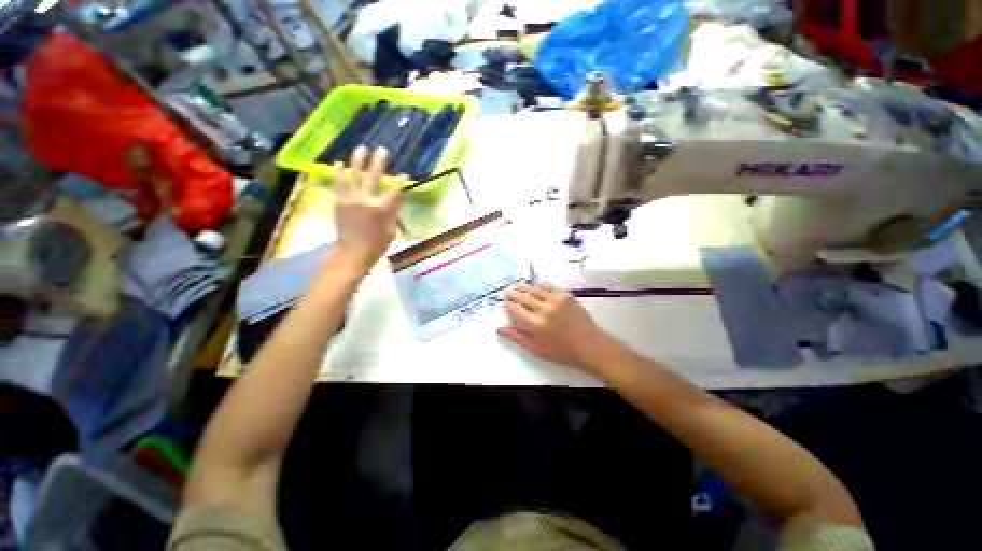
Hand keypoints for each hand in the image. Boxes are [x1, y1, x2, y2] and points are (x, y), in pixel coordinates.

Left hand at [331, 146, 403, 274]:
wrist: (352, 253)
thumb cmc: (376, 245)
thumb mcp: (391, 230)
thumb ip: (394, 210)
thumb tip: (398, 195)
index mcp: (381, 208)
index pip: (394, 190)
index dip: (400, 182)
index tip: (404, 174)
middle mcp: (365, 199)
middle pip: (374, 176)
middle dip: (379, 162)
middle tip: (382, 149)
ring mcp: (350, 198)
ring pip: (354, 175)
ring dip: (358, 160)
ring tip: (361, 148)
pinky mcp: (339, 201)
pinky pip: (338, 183)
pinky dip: (339, 172)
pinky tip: (340, 162)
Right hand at [497, 282, 609, 371]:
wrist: (590, 346)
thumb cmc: (562, 352)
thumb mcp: (537, 350)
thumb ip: (517, 337)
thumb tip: (499, 329)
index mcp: (536, 325)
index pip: (515, 309)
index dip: (508, 305)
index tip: (505, 304)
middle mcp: (545, 309)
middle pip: (523, 297)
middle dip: (513, 293)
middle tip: (507, 292)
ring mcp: (556, 300)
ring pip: (535, 289)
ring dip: (524, 286)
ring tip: (517, 286)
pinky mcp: (566, 295)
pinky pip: (549, 286)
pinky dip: (539, 284)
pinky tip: (534, 285)